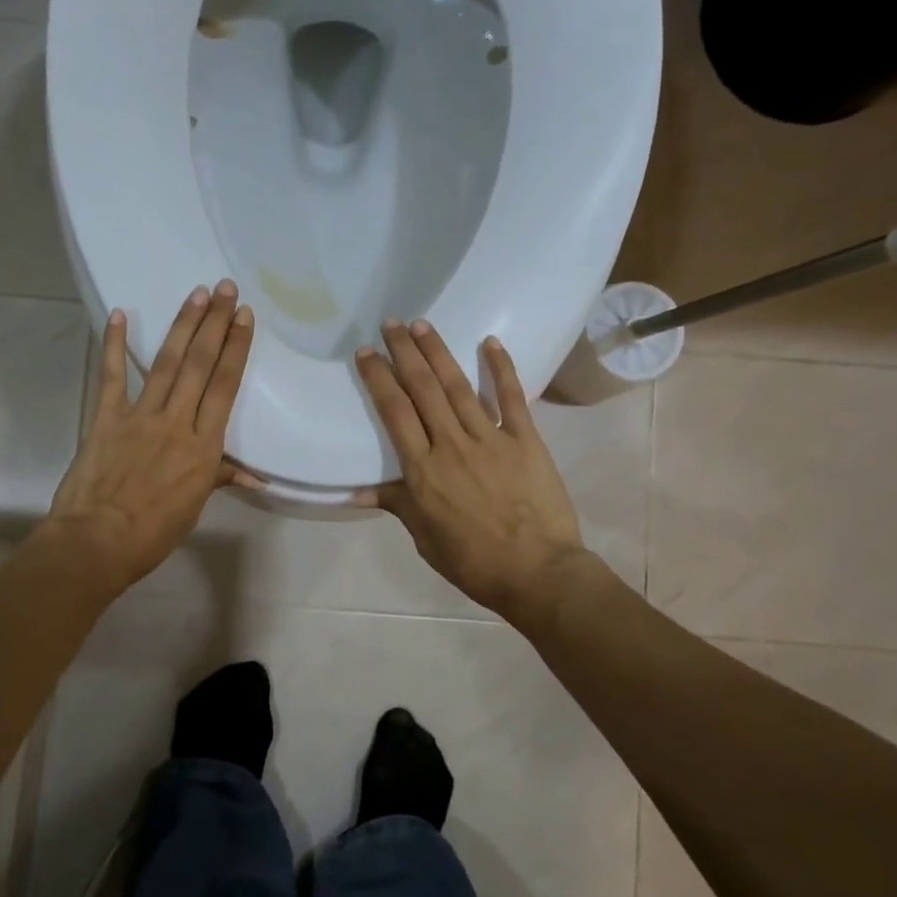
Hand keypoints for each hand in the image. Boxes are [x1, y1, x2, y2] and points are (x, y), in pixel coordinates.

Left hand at [44, 280, 255, 593]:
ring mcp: (140, 416)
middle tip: (226, 288)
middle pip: (200, 365)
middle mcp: (177, 421)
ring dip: (183, 326)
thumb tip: (256, 477)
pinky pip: (111, 376)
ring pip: (166, 363)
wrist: (98, 542)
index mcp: (204, 446)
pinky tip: (118, 315)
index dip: (236, 348)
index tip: (244, 317)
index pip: (225, 386)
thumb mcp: (195, 505)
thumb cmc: (154, 531)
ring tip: (197, 294)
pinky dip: (113, 345)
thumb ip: (221, 477)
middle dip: (215, 324)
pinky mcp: (106, 417)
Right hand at [354, 321, 586, 623]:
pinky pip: (511, 398)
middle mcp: (452, 445)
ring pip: (458, 386)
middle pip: (423, 389)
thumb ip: (397, 505)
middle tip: (391, 323)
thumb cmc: (475, 562)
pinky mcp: (526, 441)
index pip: (395, 413)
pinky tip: (489, 342)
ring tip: (422, 325)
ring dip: (438, 353)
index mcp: (423, 471)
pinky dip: (501, 368)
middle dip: (405, 352)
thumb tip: (357, 492)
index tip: (367, 352)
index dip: (379, 378)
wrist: (539, 574)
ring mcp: (491, 439)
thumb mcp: (426, 539)